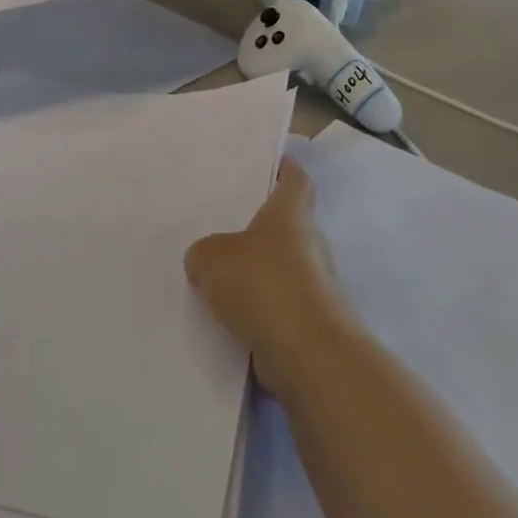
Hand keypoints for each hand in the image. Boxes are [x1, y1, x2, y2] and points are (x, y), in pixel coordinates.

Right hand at [184, 161, 359, 395]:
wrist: (308, 354)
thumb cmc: (263, 284)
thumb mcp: (211, 257)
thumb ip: (203, 253)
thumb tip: (207, 262)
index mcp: (290, 215)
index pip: (295, 180)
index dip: (285, 169)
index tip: (271, 163)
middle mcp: (309, 245)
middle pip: (285, 226)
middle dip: (257, 227)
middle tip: (219, 224)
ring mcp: (313, 286)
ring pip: (278, 268)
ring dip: (254, 272)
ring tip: (212, 274)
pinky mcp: (308, 322)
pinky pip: (274, 305)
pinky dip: (255, 308)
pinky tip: (223, 315)